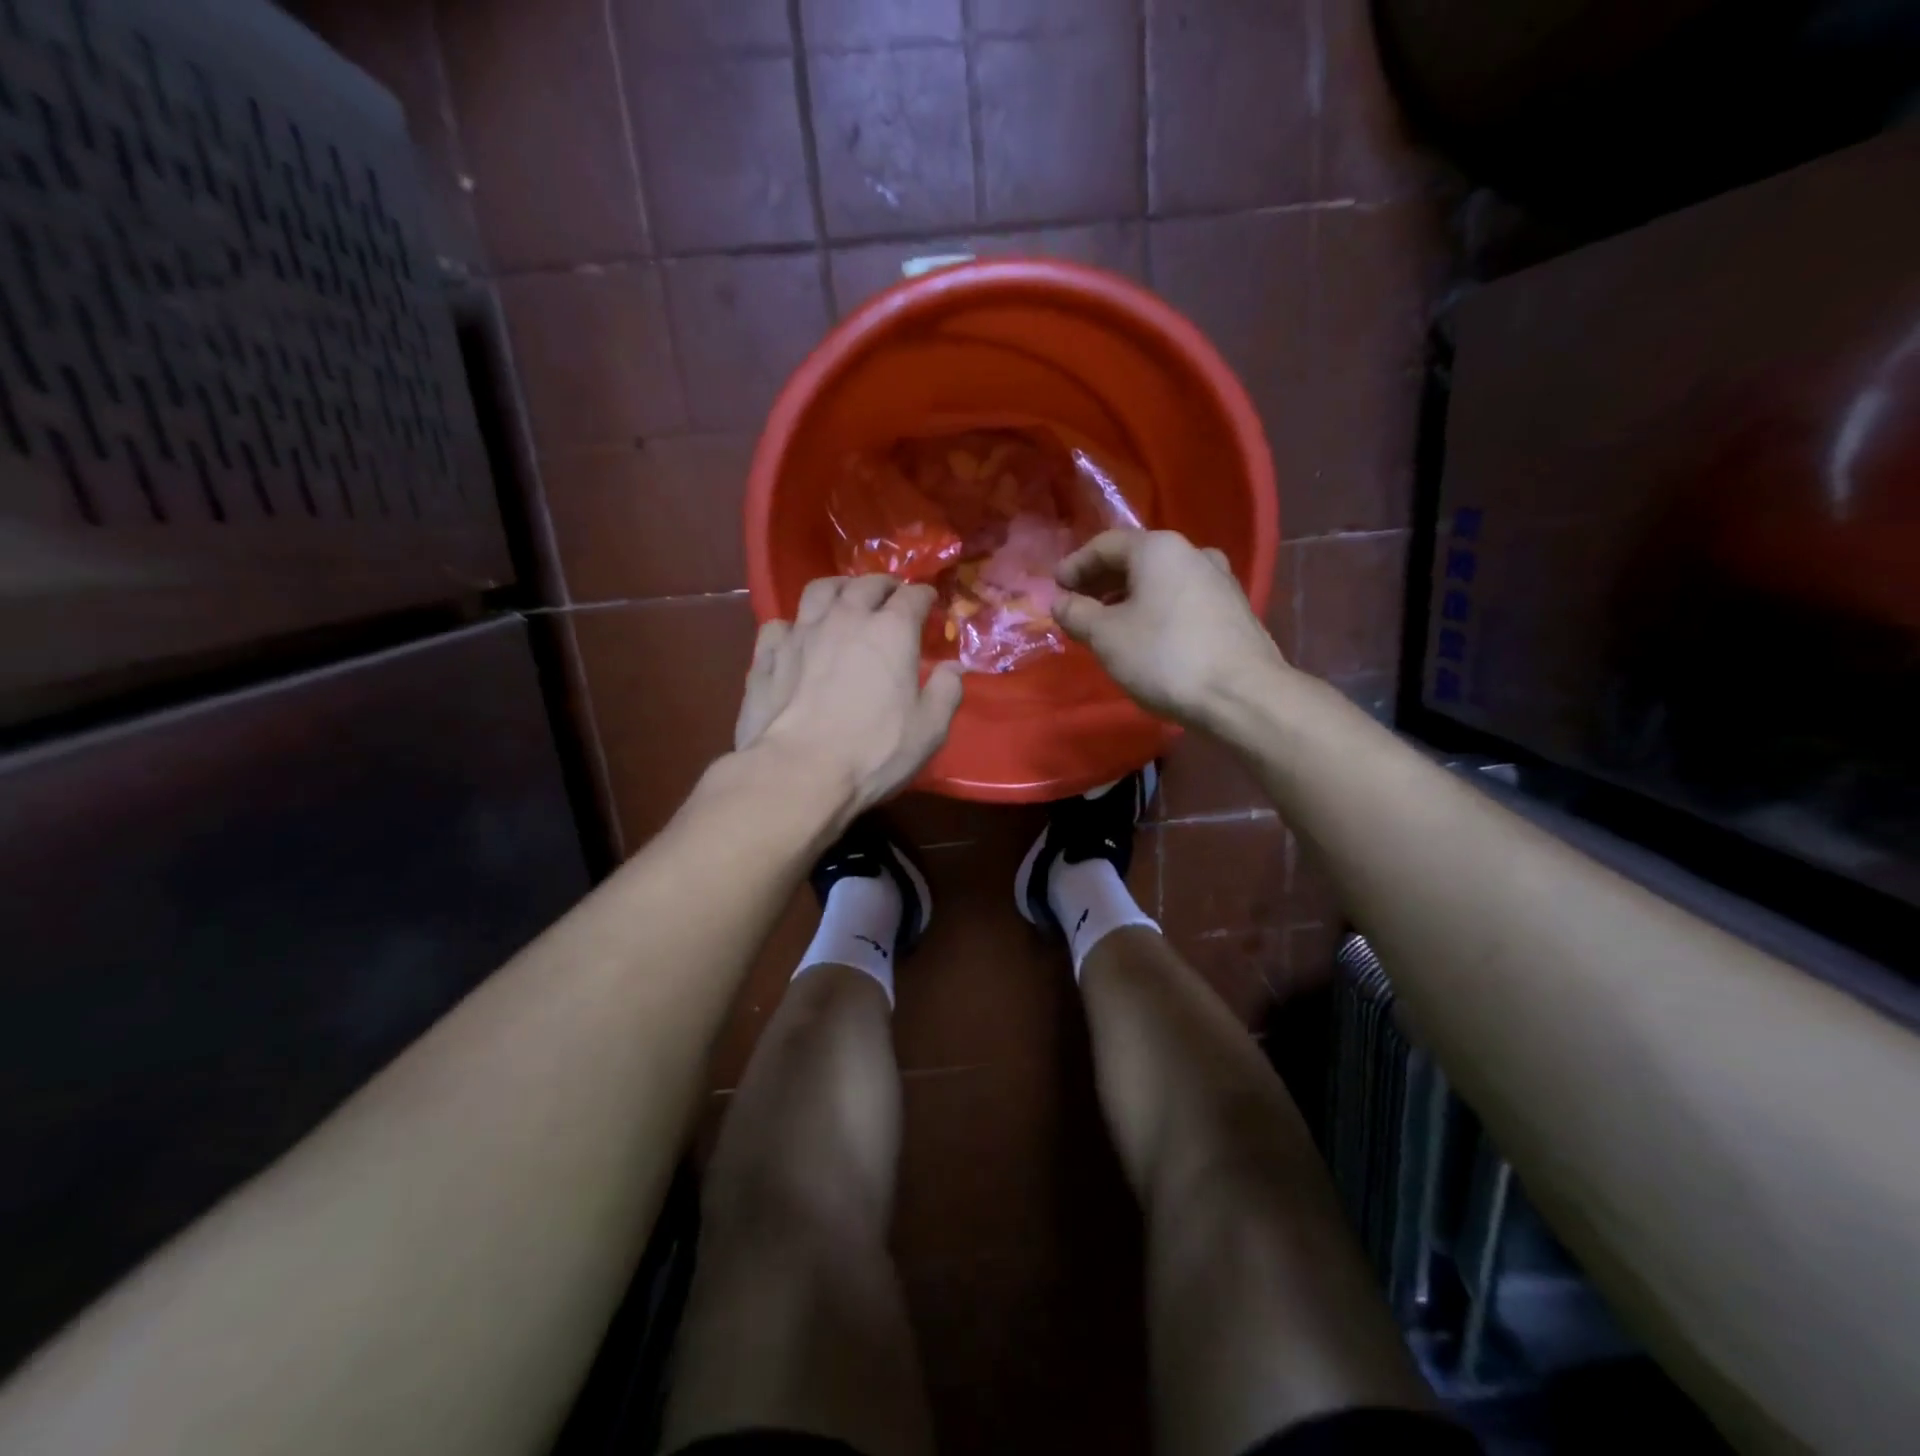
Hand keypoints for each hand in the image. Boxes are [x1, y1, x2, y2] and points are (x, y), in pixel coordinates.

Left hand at [735, 575, 964, 817]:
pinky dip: (793, 626)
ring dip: (837, 590)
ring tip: (844, 599)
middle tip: (891, 596)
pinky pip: (779, 626)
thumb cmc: (874, 751)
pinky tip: (796, 639)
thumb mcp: (929, 729)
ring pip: (819, 591)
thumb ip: (946, 691)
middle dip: (884, 586)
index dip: (925, 597)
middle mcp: (845, 619)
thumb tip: (954, 667)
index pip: (913, 597)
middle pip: (866, 585)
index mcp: (891, 631)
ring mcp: (800, 633)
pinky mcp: (767, 656)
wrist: (799, 772)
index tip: (930, 603)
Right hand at [1052, 529, 1287, 724]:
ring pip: (1161, 580)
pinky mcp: (1233, 610)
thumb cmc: (1165, 657)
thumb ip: (1077, 614)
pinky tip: (1145, 636)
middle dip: (1102, 581)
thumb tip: (1061, 603)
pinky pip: (1181, 599)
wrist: (1243, 696)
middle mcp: (1193, 553)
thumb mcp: (1106, 637)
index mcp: (1159, 548)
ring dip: (1129, 597)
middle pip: (1136, 559)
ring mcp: (1219, 580)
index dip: (1075, 566)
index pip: (1105, 545)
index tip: (1055, 589)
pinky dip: (1155, 609)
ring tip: (1108, 624)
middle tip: (1077, 605)